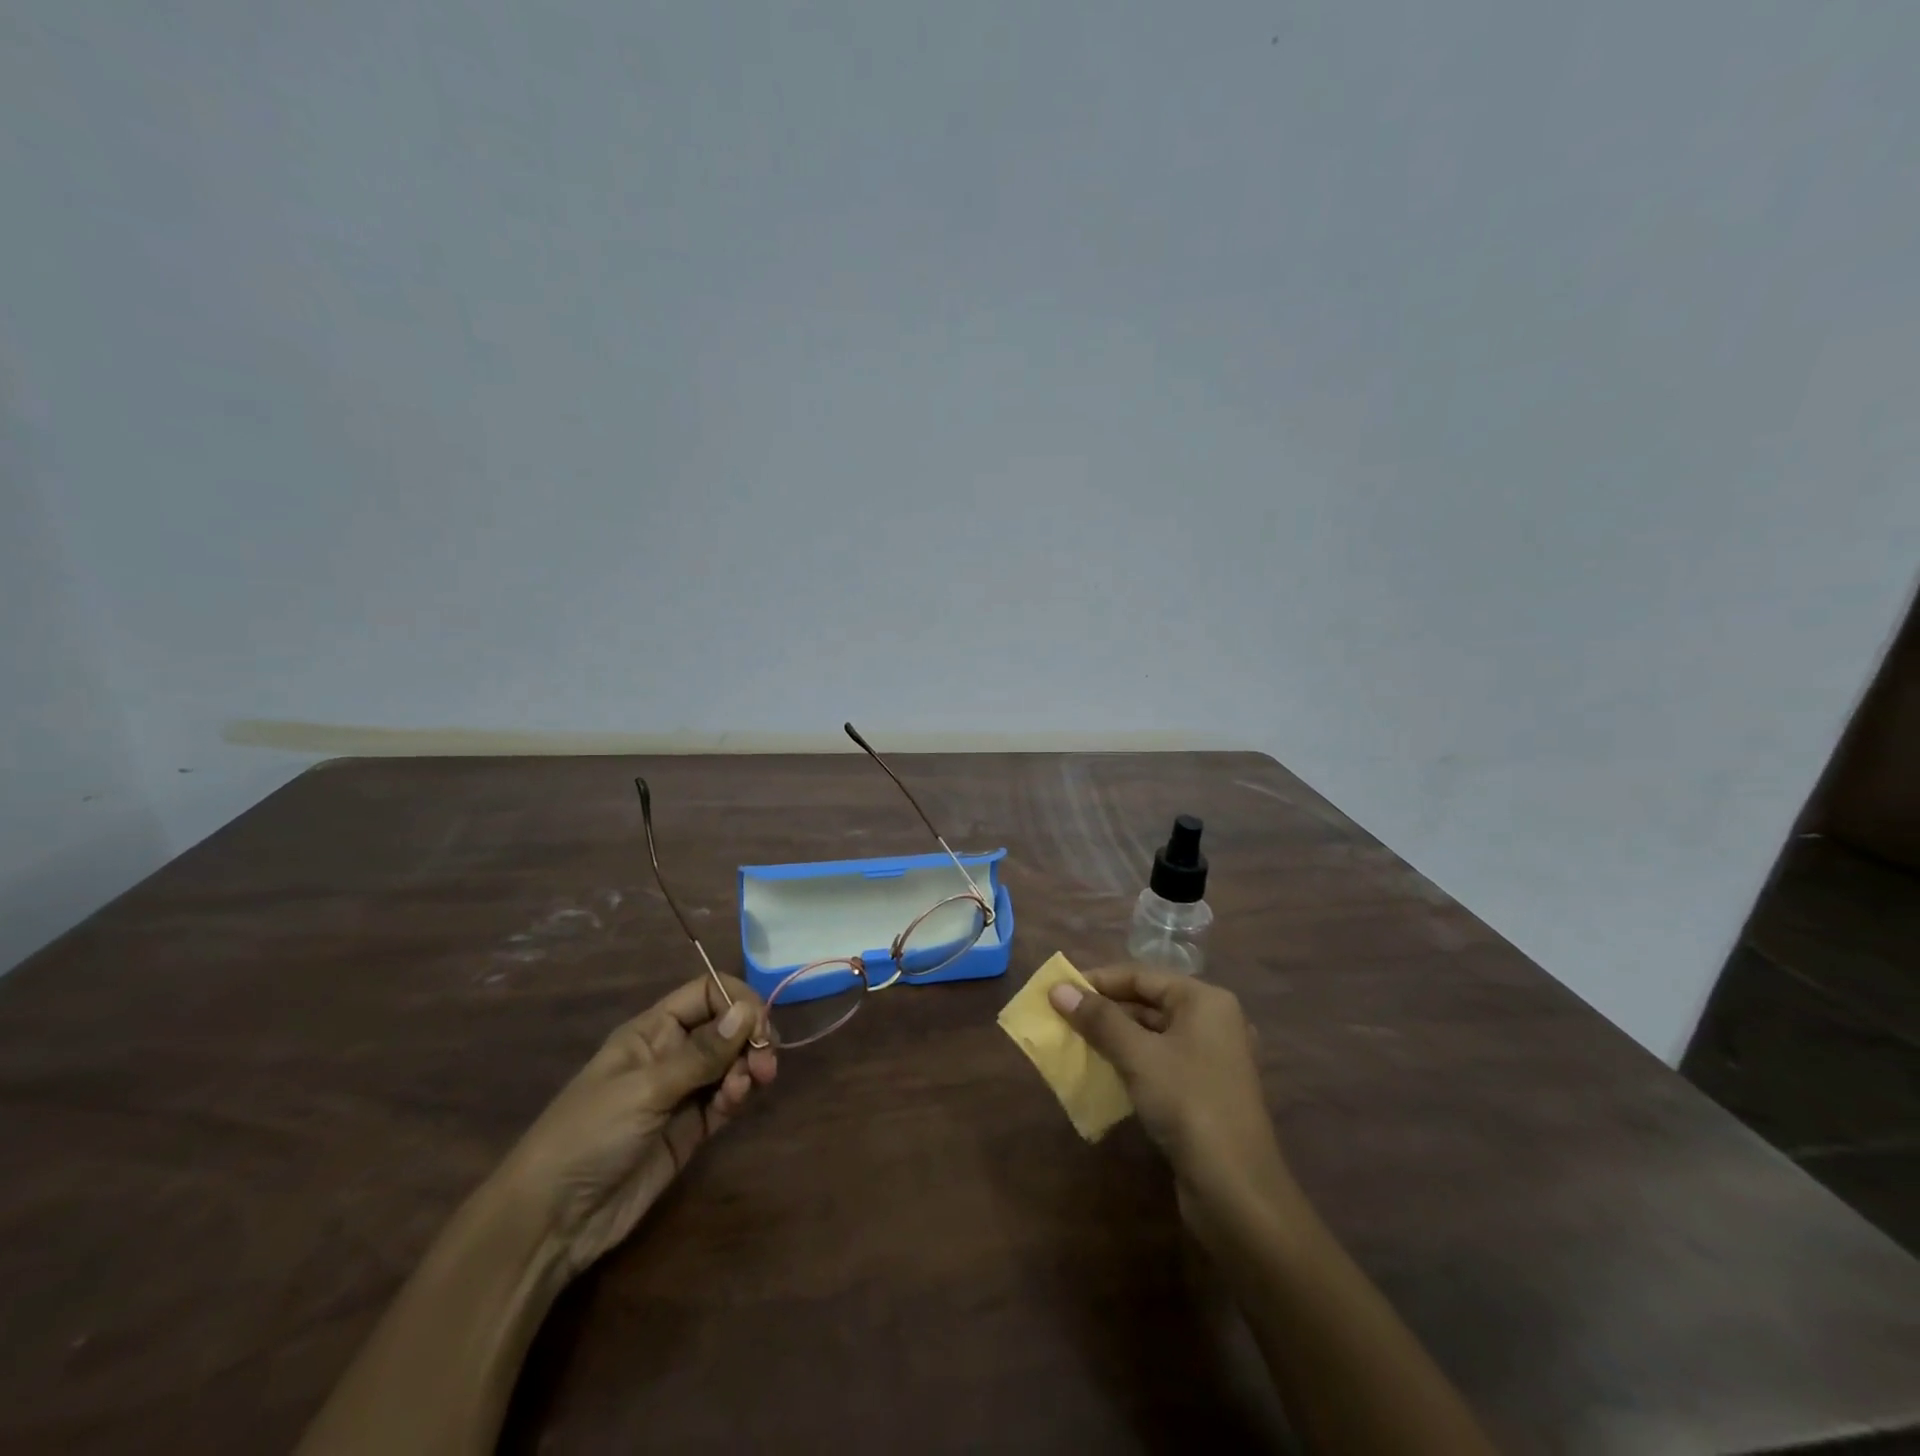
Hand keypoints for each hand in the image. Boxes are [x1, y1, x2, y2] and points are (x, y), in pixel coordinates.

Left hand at [494, 973, 776, 1275]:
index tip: (759, 1024)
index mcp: (652, 1031)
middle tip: (764, 1061)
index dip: (737, 1001)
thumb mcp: (645, 1089)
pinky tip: (736, 1102)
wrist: (552, 1221)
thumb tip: (749, 1011)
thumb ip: (702, 1053)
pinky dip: (738, 1095)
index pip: (706, 994)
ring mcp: (681, 1092)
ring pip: (731, 1063)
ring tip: (750, 1085)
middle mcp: (671, 1054)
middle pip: (726, 1027)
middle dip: (750, 1037)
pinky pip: (725, 1099)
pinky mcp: (690, 1129)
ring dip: (748, 1067)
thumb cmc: (589, 1136)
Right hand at [1049, 965, 1294, 1234]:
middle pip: (1148, 1002)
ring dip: (1114, 1037)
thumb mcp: (1138, 1056)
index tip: (1059, 991)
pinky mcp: (1205, 1091)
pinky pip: (1160, 1061)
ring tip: (1074, 1042)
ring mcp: (1212, 1058)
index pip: (1141, 976)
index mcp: (1205, 1000)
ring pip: (1152, 1034)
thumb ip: (1098, 1019)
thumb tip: (1058, 989)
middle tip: (1062, 1018)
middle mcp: (1213, 1021)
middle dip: (1104, 1010)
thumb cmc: (1188, 1104)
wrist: (1237, 1191)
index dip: (1098, 981)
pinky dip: (1131, 1062)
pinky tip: (1103, 1072)